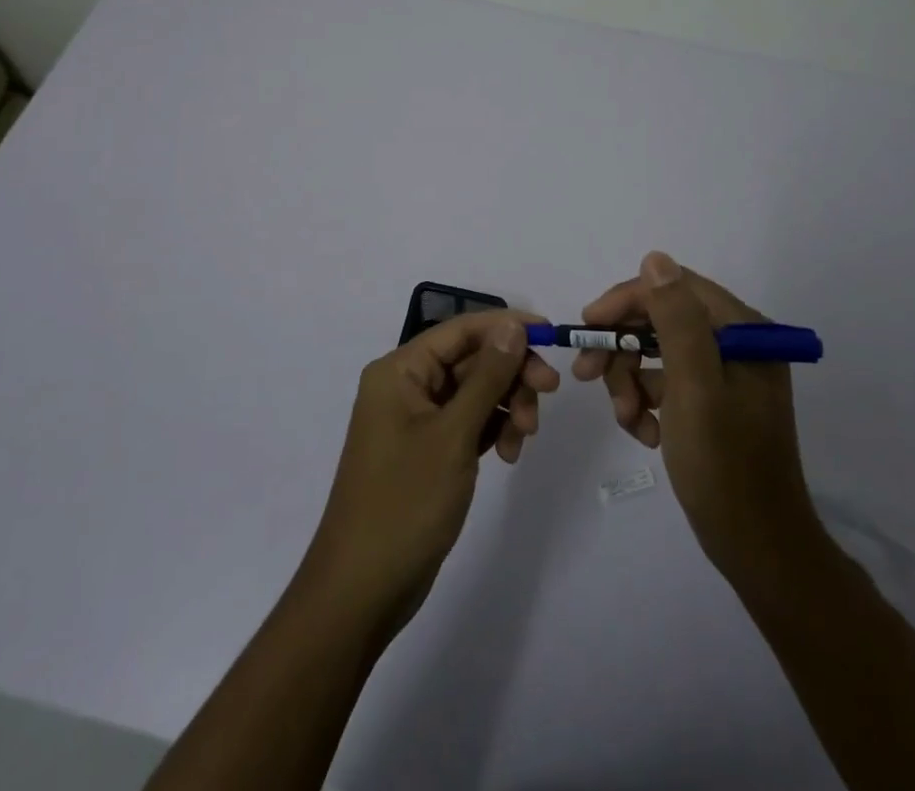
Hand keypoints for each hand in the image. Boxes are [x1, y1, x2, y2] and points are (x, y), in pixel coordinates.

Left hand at [302, 312, 560, 630]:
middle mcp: (407, 386)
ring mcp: (417, 420)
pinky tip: (508, 455)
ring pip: (476, 392)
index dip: (508, 327)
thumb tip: (513, 325)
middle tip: (550, 394)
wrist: (362, 591)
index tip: (552, 336)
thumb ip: (487, 376)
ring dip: (507, 406)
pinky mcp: (429, 450)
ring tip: (525, 439)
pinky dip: (493, 430)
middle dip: (512, 374)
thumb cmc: (405, 502)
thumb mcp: (453, 434)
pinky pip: (469, 422)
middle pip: (472, 359)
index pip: (462, 330)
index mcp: (400, 370)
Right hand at [573, 252, 820, 584]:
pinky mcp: (714, 402)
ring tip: (626, 419)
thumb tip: (655, 258)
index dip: (626, 301)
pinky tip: (645, 434)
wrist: (758, 549)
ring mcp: (726, 374)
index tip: (587, 327)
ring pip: (657, 353)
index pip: (674, 288)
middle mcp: (737, 343)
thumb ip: (676, 319)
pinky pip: (667, 384)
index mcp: (742, 330)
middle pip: (662, 320)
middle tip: (587, 376)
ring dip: (631, 381)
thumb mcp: (695, 387)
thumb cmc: (725, 466)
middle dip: (623, 348)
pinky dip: (647, 403)